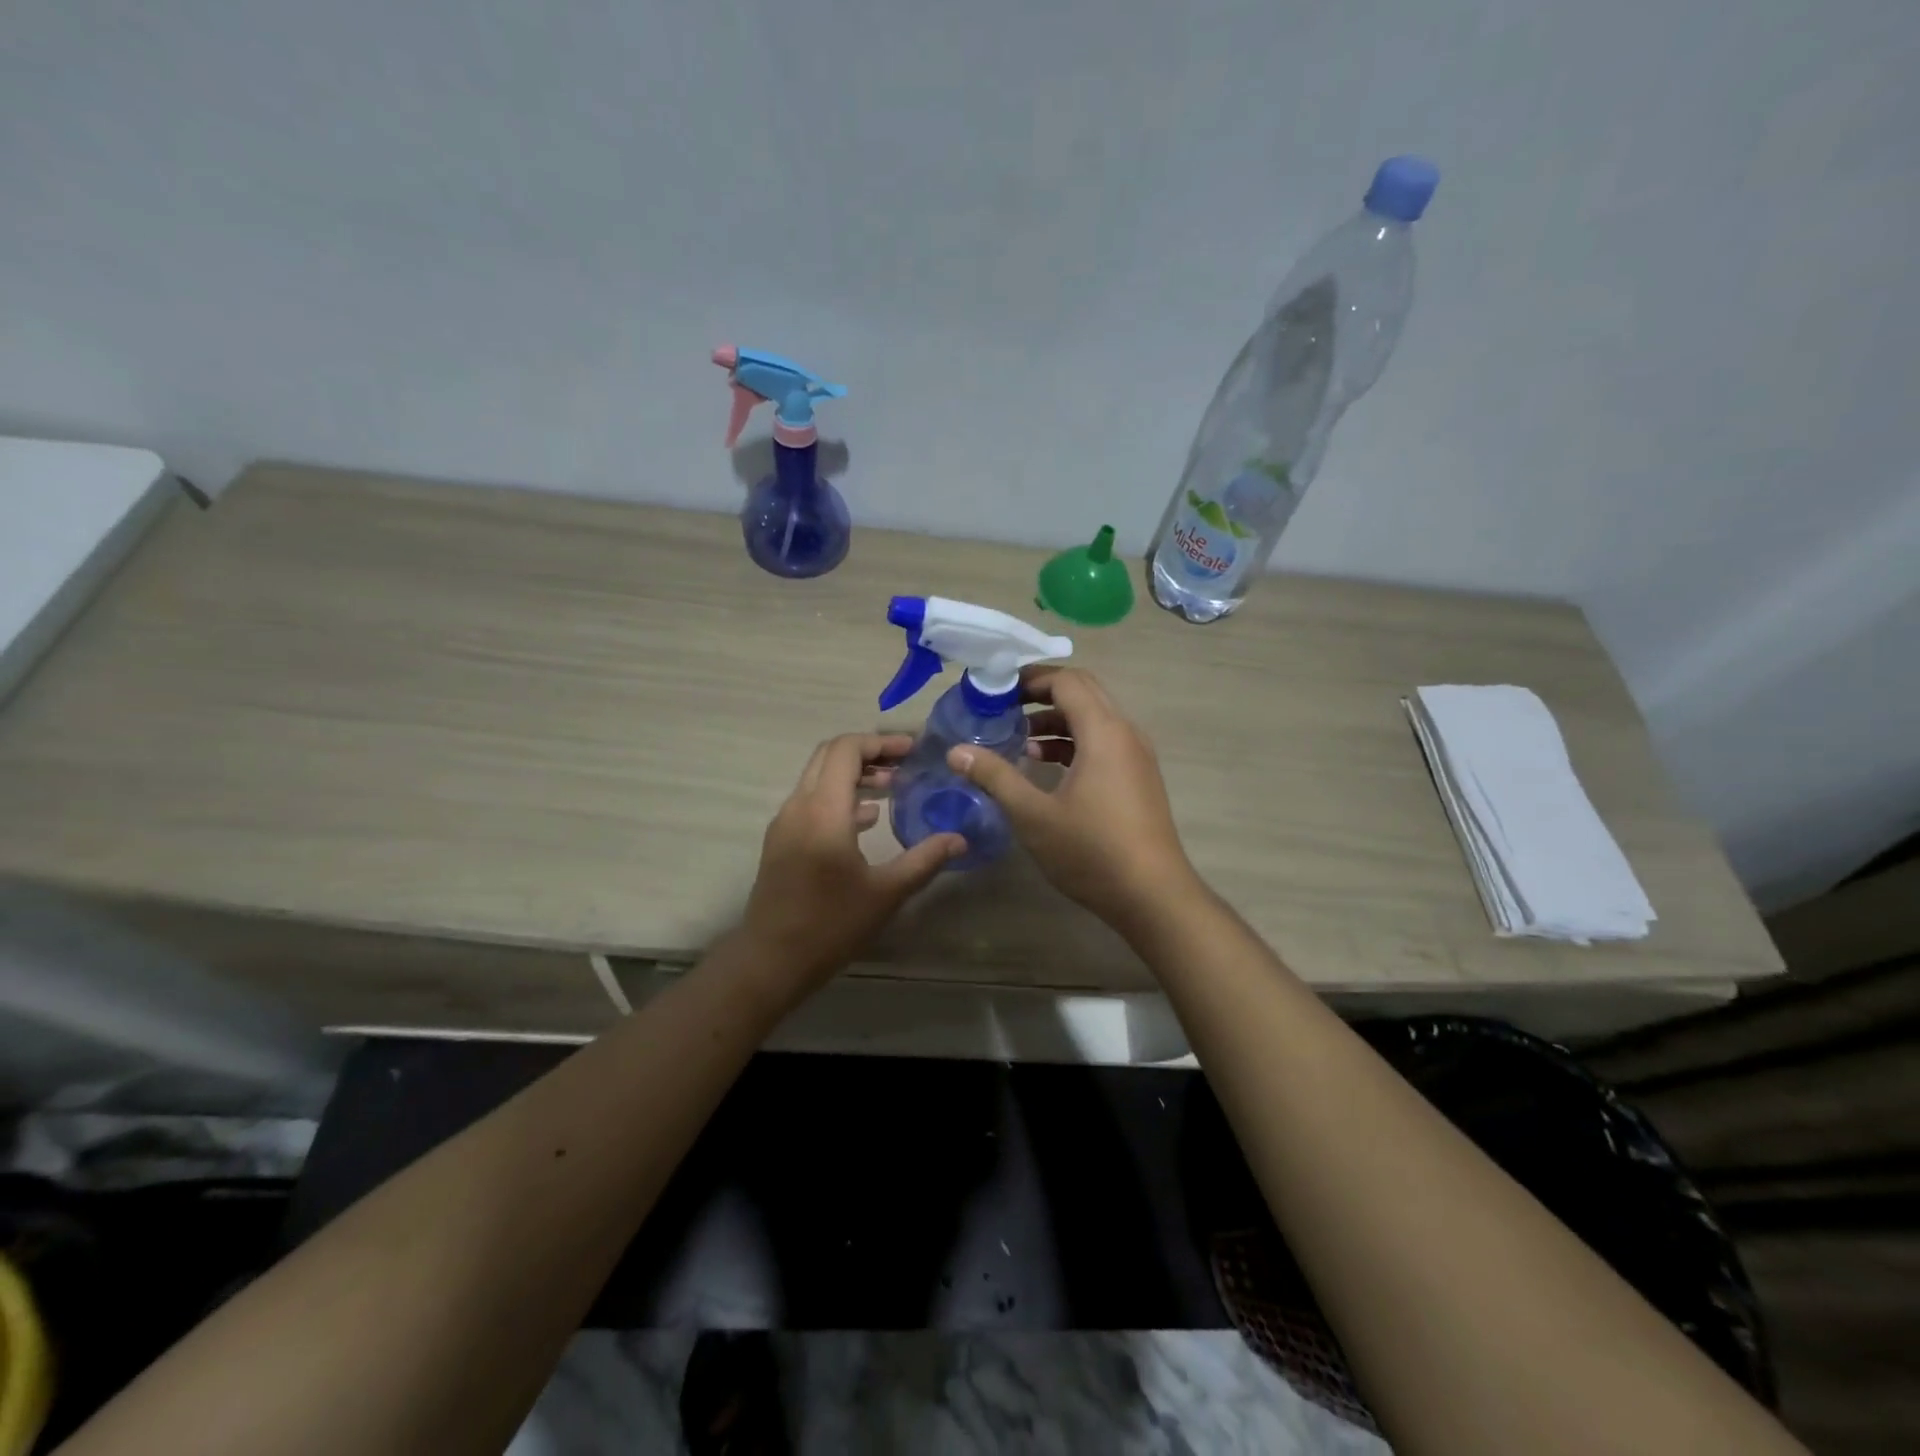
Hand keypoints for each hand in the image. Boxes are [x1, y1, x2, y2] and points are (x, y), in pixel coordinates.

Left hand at [741, 733, 963, 991]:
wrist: (771, 960)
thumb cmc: (830, 925)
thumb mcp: (886, 893)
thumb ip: (925, 860)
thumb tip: (960, 839)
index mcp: (824, 811)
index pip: (846, 750)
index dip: (880, 742)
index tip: (912, 750)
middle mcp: (799, 806)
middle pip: (829, 755)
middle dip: (868, 752)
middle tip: (905, 763)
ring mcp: (786, 823)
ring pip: (818, 777)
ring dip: (854, 774)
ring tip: (894, 786)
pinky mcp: (782, 840)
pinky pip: (812, 801)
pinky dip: (840, 796)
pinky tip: (869, 818)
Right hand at [946, 667, 1197, 931]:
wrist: (1153, 896)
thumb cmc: (1091, 851)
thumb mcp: (1033, 815)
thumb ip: (995, 777)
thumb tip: (956, 752)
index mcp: (1104, 731)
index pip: (1067, 681)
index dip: (1030, 678)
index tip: (996, 688)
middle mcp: (1125, 732)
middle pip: (1084, 692)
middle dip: (1042, 693)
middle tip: (1003, 706)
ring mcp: (1137, 755)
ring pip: (1095, 718)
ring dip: (1058, 720)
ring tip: (1019, 740)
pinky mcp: (1139, 777)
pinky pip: (1104, 741)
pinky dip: (1075, 742)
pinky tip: (1047, 767)